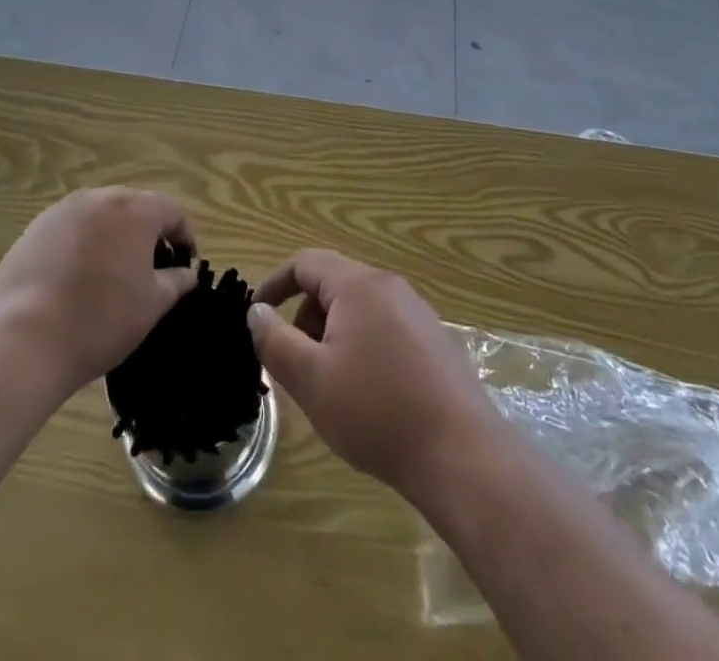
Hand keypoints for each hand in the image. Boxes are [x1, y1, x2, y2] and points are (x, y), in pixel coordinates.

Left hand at [0, 189, 198, 399]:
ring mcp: (60, 212)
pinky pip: (69, 230)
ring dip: (112, 237)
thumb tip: (187, 273)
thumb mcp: (152, 305)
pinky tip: (75, 281)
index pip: (171, 211)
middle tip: (150, 270)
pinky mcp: (32, 231)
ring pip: (99, 217)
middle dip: (147, 233)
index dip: (184, 236)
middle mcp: (97, 199)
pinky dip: (81, 247)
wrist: (23, 342)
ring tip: (111, 275)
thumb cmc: (101, 320)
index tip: (185, 265)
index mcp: (132, 210)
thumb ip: (176, 281)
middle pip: (133, 207)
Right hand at [249, 250, 497, 494]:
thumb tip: (256, 310)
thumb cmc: (376, 412)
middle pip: (333, 285)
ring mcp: (418, 313)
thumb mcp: (311, 379)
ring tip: (332, 388)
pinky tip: (370, 397)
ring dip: (333, 337)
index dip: (275, 284)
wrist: (463, 456)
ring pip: (359, 310)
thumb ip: (275, 340)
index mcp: (359, 285)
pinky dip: (362, 348)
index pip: (306, 262)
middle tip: (298, 367)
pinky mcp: (435, 342)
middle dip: (306, 319)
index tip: (256, 315)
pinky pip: (385, 329)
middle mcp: (390, 287)